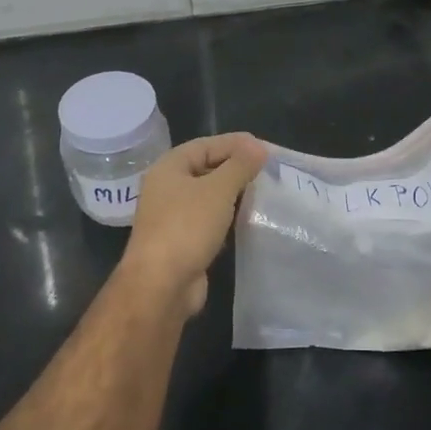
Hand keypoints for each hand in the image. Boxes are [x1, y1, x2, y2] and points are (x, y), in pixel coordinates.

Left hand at [121, 133, 266, 314]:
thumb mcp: (218, 190)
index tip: (266, 148)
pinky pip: (209, 220)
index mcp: (169, 167)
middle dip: (237, 168)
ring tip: (265, 192)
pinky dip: (228, 217)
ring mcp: (173, 216)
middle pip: (207, 168)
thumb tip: (258, 147)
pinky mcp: (183, 240)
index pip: (206, 145)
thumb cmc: (187, 227)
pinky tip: (249, 219)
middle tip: (269, 170)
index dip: (236, 144)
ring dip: (234, 194)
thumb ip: (240, 165)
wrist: (161, 285)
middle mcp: (167, 187)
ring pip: (209, 196)